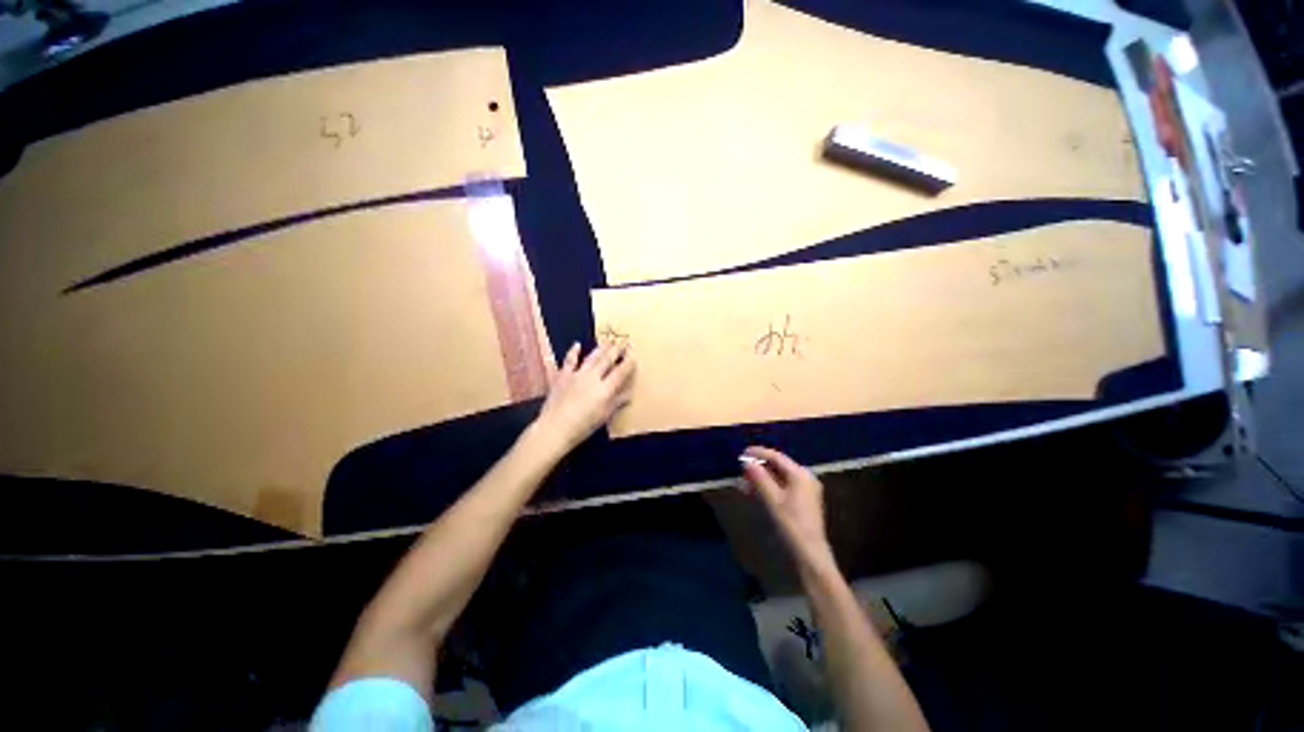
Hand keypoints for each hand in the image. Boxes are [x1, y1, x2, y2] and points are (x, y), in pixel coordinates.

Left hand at [532, 341, 635, 455]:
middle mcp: (593, 377)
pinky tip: (577, 345)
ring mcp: (577, 374)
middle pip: (607, 360)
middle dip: (617, 350)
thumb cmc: (583, 426)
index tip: (634, 355)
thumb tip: (629, 393)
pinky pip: (570, 360)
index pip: (621, 372)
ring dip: (601, 348)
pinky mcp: (563, 375)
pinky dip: (573, 352)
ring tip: (609, 341)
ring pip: (592, 357)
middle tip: (624, 342)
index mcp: (605, 388)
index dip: (628, 363)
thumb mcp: (604, 416)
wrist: (555, 427)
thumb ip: (617, 402)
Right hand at [738, 447, 834, 570]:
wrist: (809, 554)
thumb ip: (759, 478)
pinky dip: (768, 487)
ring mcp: (805, 490)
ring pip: (779, 477)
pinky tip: (754, 492)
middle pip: (778, 466)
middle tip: (741, 469)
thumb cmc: (791, 524)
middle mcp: (805, 478)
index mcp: (800, 474)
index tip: (742, 453)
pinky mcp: (802, 502)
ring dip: (761, 478)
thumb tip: (747, 462)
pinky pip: (782, 487)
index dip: (758, 453)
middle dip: (759, 467)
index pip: (777, 457)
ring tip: (743, 481)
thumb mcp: (772, 499)